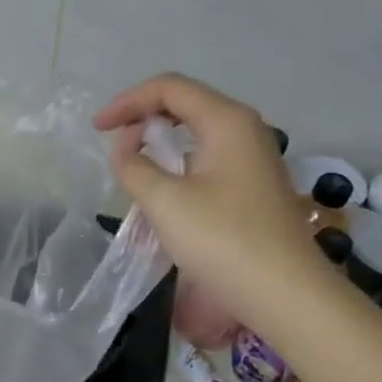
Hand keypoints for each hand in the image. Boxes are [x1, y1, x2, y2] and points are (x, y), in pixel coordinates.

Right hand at [93, 74, 318, 316]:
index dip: (127, 102)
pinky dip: (180, 165)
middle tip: (113, 142)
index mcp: (226, 121)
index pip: (169, 88)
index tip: (97, 128)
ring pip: (199, 134)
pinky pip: (210, 160)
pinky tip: (165, 192)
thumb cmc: (222, 240)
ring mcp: (255, 159)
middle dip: (144, 117)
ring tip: (134, 168)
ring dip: (162, 143)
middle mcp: (246, 130)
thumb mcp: (165, 202)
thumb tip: (126, 147)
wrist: (284, 292)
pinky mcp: (255, 187)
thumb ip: (134, 166)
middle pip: (187, 105)